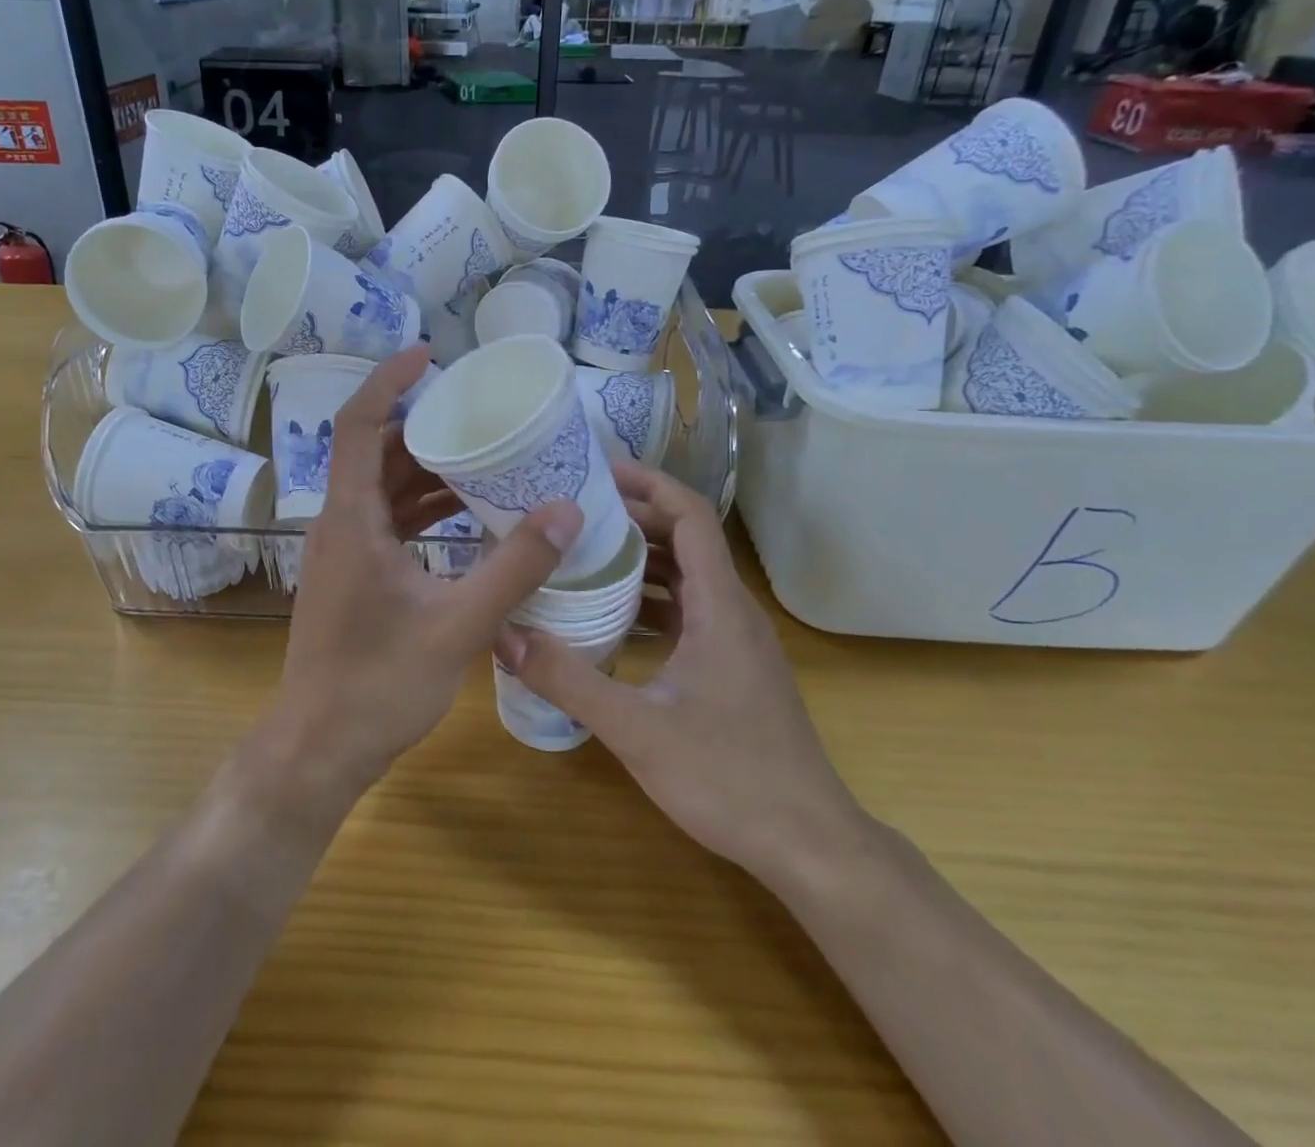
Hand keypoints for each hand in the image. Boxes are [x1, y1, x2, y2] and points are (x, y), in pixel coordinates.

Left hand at [264, 346, 582, 805]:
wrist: (319, 749)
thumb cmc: (379, 686)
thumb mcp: (458, 625)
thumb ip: (515, 567)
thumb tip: (567, 509)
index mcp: (350, 520)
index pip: (356, 424)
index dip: (387, 381)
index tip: (427, 354)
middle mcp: (339, 525)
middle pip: (373, 451)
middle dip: (422, 424)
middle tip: (477, 410)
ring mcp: (342, 552)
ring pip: (381, 488)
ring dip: (426, 469)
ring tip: (485, 456)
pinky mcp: (353, 577)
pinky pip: (386, 521)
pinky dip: (422, 508)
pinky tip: (467, 515)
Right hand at [496, 461, 859, 883]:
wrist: (809, 844)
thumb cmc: (729, 777)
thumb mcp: (636, 728)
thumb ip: (568, 679)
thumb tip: (504, 635)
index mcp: (720, 606)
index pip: (690, 515)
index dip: (649, 484)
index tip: (599, 471)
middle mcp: (732, 611)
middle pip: (686, 540)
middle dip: (634, 518)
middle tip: (574, 512)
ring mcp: (736, 641)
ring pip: (687, 578)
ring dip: (641, 560)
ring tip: (583, 555)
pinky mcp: (732, 668)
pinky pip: (689, 612)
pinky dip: (651, 601)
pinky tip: (611, 620)